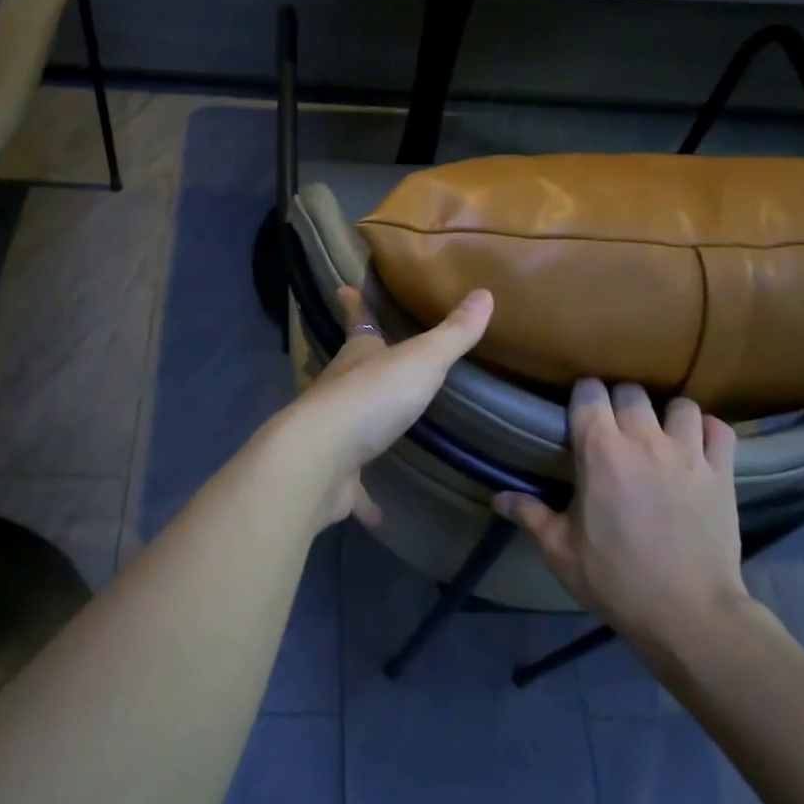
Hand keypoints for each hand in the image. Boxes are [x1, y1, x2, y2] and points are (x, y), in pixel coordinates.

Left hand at [283, 285, 492, 527]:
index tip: (342, 289)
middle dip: (358, 364)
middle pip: (348, 371)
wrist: (320, 458)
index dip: (353, 304)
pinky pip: (352, 486)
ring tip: (379, 432)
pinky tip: (378, 514)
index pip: (357, 322)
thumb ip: (453, 334)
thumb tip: (484, 292)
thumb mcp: (422, 360)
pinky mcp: (333, 476)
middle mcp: (338, 391)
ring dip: (361, 427)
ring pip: (347, 425)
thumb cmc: (372, 398)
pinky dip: (363, 498)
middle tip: (370, 360)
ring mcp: (332, 435)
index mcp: (358, 358)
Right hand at [496, 380, 746, 653]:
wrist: (688, 612)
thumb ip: (529, 515)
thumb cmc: (615, 579)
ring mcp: (688, 454)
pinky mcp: (722, 473)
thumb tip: (497, 498)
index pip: (589, 394)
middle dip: (618, 401)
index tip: (578, 411)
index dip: (582, 396)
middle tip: (613, 426)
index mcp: (599, 451)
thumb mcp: (560, 550)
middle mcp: (644, 440)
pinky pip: (718, 429)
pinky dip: (706, 431)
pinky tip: (696, 446)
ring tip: (659, 434)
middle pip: (631, 391)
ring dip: (665, 414)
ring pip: (679, 404)